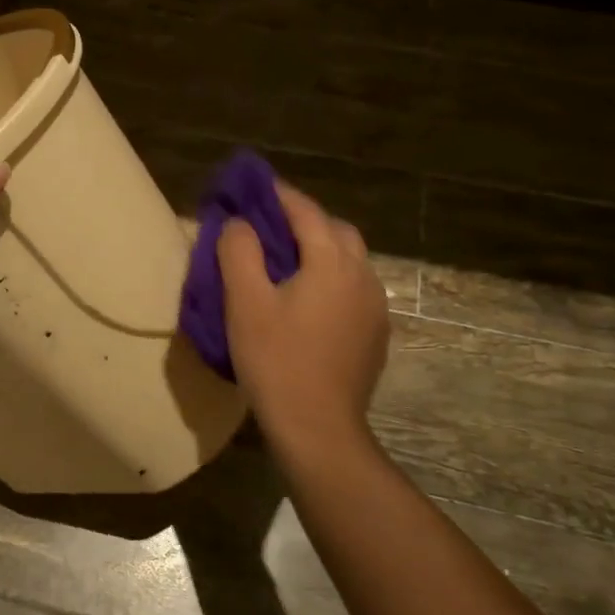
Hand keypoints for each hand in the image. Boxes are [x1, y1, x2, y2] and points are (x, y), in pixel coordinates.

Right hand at [217, 183, 388, 447]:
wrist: (318, 428)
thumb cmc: (276, 360)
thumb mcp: (244, 302)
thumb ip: (239, 251)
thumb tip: (241, 224)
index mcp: (332, 261)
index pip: (305, 211)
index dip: (277, 194)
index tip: (253, 185)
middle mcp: (363, 275)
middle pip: (335, 231)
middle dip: (303, 220)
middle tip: (268, 226)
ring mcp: (374, 307)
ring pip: (349, 261)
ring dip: (320, 250)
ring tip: (286, 262)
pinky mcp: (375, 334)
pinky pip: (353, 289)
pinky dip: (331, 279)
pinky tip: (308, 302)